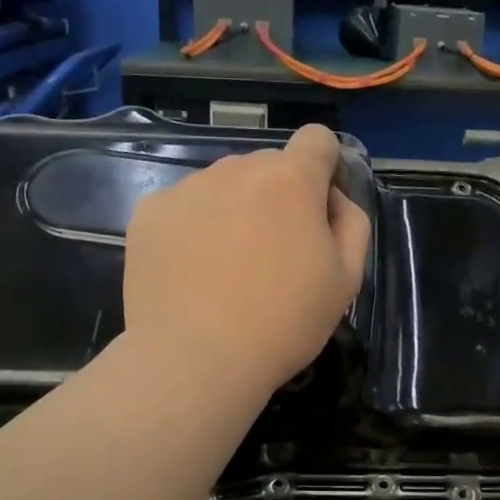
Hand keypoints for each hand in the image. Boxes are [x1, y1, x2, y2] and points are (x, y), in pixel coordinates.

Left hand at [123, 124, 370, 398]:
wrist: (196, 360)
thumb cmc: (284, 323)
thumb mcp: (346, 280)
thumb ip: (351, 224)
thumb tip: (332, 200)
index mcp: (291, 180)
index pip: (316, 139)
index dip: (323, 169)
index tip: (317, 211)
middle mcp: (236, 169)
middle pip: (266, 167)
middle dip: (276, 198)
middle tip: (272, 256)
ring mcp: (187, 188)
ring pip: (222, 186)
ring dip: (233, 211)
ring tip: (226, 270)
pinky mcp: (148, 213)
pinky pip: (183, 208)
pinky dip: (192, 230)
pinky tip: (191, 273)